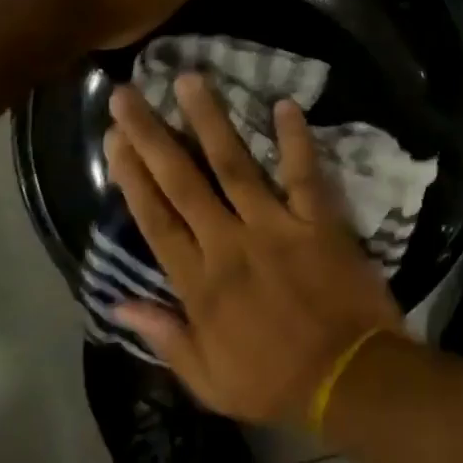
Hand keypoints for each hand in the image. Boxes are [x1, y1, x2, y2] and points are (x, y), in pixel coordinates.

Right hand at [104, 75, 404, 425]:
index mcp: (199, 284)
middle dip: (151, 134)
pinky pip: (303, 172)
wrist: (349, 381)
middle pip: (181, 181)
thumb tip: (117, 303)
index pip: (155, 219)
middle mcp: (228, 244)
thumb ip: (164, 336)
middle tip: (126, 93)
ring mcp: (274, 226)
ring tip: (188, 80)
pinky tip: (285, 104)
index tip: (114, 138)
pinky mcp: (316, 220)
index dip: (130, 176)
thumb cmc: (275, 382)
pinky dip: (295, 139)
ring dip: (209, 120)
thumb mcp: (208, 381)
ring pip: (233, 165)